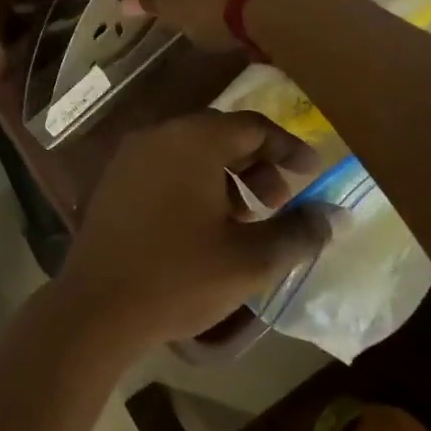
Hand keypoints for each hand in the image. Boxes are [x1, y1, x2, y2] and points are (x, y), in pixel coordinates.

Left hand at [55, 111, 329, 352]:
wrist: (97, 305)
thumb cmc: (179, 277)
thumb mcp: (250, 259)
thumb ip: (298, 231)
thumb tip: (334, 215)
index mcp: (192, 140)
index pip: (252, 125)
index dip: (287, 147)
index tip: (312, 173)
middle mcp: (159, 134)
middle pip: (220, 133)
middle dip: (257, 163)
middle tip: (278, 201)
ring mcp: (131, 155)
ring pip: (191, 150)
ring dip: (226, 174)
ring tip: (244, 218)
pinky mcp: (114, 179)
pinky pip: (165, 165)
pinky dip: (193, 181)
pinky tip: (203, 224)